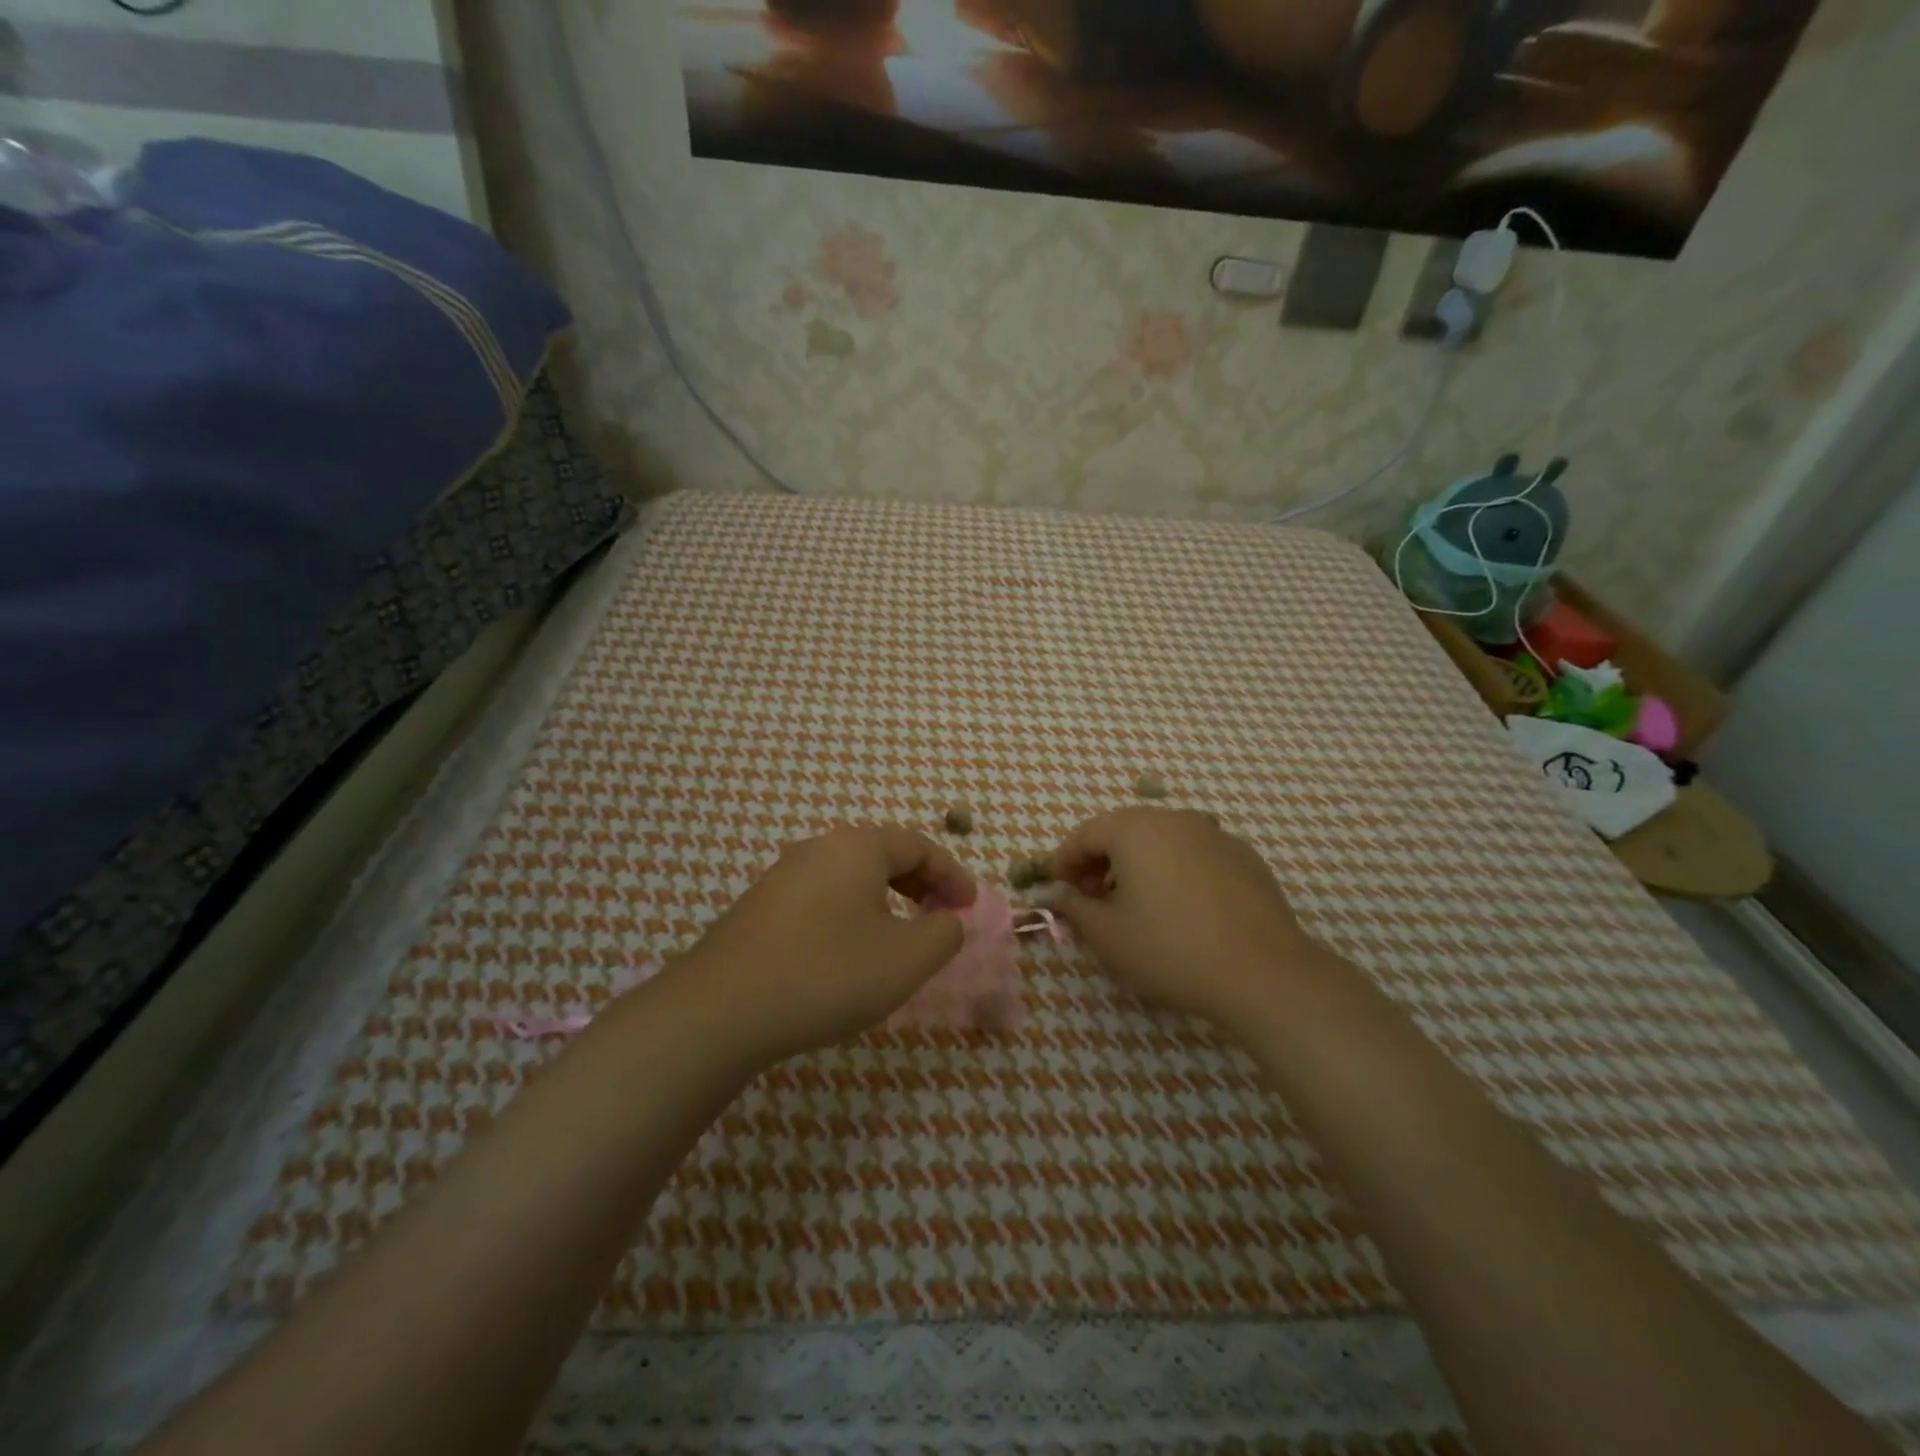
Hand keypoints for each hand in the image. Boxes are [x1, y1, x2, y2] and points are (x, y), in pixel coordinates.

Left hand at [673, 825, 976, 1062]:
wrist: (720, 1010)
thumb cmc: (827, 974)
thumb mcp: (906, 958)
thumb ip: (943, 933)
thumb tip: (946, 921)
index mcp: (857, 847)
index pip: (919, 846)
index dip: (953, 875)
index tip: (970, 908)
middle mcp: (818, 849)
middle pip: (883, 855)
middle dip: (920, 885)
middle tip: (940, 918)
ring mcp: (783, 876)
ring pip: (851, 878)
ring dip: (886, 901)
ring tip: (900, 939)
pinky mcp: (760, 907)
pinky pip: (823, 898)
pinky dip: (852, 915)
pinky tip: (849, 955)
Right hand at [1050, 808, 1329, 1027]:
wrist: (1263, 973)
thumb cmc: (1170, 949)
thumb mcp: (1108, 936)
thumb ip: (1077, 910)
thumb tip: (1067, 897)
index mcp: (1136, 829)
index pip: (1086, 834)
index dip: (1064, 860)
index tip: (1056, 888)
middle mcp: (1175, 819)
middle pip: (1124, 831)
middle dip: (1100, 861)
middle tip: (1090, 897)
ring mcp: (1215, 835)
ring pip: (1162, 841)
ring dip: (1138, 865)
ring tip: (1134, 904)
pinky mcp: (1244, 858)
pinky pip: (1194, 855)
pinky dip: (1174, 871)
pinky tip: (1180, 909)